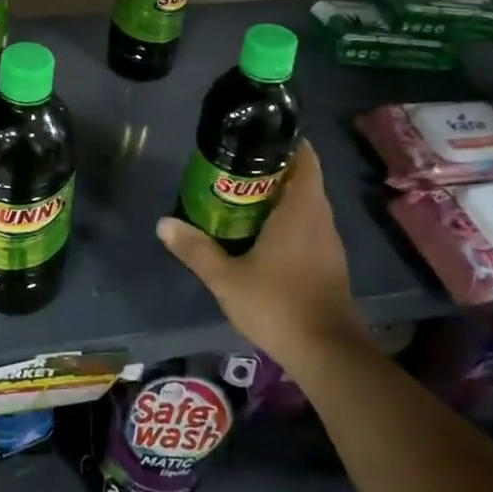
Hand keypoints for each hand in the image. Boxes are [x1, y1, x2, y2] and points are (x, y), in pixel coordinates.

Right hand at [157, 142, 366, 375]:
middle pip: (301, 179)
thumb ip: (196, 249)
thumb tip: (163, 223)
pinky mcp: (329, 263)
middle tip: (232, 167)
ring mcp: (328, 242)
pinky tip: (260, 233)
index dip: (284, 142)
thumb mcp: (226, 278)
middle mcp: (320, 218)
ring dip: (278, 196)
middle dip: (271, 170)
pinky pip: (308, 226)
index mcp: (301, 209)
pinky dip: (287, 220)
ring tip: (239, 196)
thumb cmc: (278, 304)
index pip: (305, 158)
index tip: (255, 137)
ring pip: (306, 204)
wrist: (328, 354)